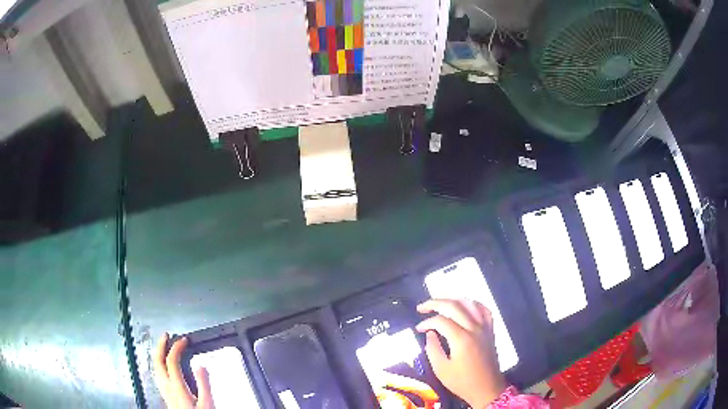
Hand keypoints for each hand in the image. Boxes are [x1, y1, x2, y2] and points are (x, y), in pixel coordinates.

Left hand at [154, 333, 213, 408]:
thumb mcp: (207, 404)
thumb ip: (204, 385)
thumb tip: (200, 365)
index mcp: (177, 387)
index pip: (171, 361)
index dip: (176, 347)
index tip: (184, 340)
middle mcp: (166, 387)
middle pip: (157, 361)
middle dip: (161, 346)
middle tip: (167, 335)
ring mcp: (164, 391)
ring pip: (154, 367)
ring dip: (158, 354)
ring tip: (163, 347)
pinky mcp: (165, 396)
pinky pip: (157, 374)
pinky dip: (159, 364)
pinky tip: (163, 366)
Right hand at [416, 299, 505, 408]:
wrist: (486, 388)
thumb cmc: (462, 381)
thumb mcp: (441, 369)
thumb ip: (433, 349)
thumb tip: (430, 333)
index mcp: (461, 339)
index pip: (440, 321)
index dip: (426, 322)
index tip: (418, 328)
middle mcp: (474, 328)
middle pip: (454, 305)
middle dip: (435, 303)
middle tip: (422, 307)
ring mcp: (484, 327)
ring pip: (470, 303)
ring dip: (453, 299)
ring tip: (440, 304)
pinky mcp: (490, 330)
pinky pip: (484, 310)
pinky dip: (473, 304)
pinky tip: (464, 306)